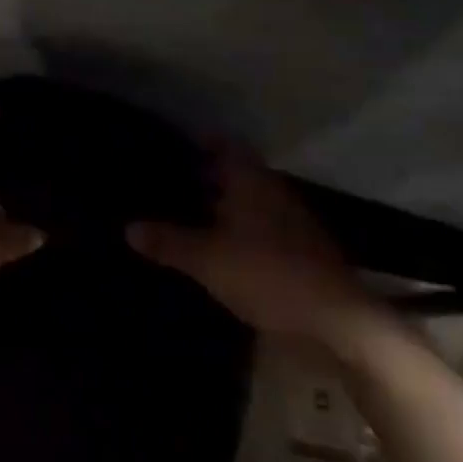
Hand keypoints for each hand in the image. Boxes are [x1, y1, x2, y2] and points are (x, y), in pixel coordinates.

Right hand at [128, 148, 374, 342]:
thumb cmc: (267, 273)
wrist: (334, 320)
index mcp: (251, 181)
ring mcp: (289, 221)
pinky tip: (215, 247)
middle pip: (234, 174)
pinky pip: (257, 228)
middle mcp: (271, 192)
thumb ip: (168, 242)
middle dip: (203, 176)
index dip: (198, 142)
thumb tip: (128, 227)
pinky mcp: (297, 251)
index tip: (171, 145)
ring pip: (246, 202)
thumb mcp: (207, 259)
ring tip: (182, 214)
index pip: (223, 146)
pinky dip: (235, 230)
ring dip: (219, 206)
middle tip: (166, 182)